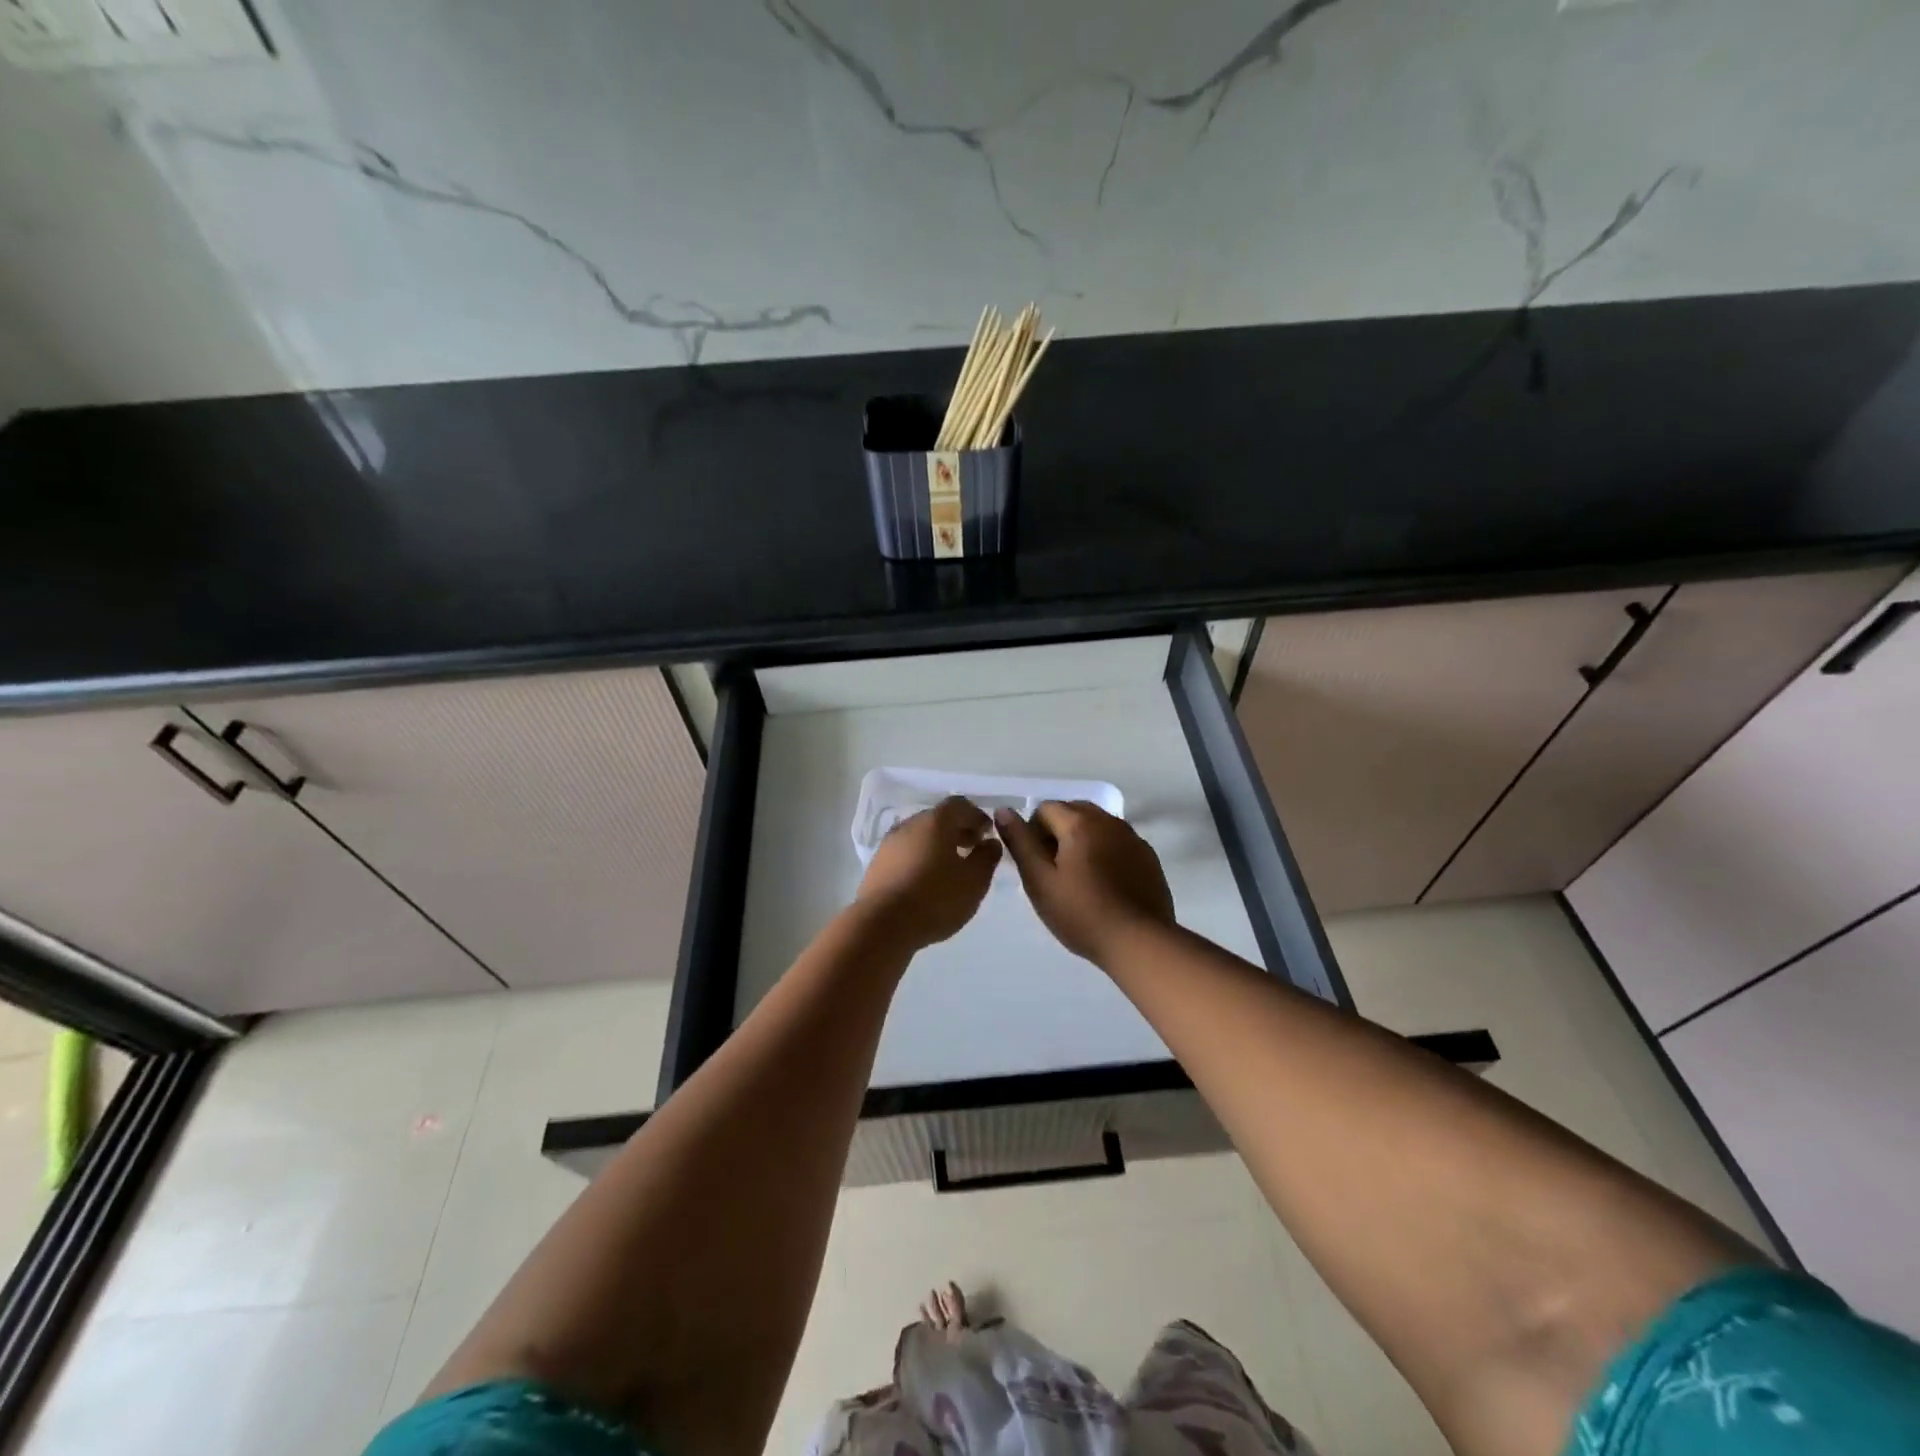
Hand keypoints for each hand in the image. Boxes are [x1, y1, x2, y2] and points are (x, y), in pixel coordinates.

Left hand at [856, 797, 1001, 950]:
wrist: (882, 925)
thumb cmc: (935, 898)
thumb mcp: (974, 881)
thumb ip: (987, 857)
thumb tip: (990, 843)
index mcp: (935, 821)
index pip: (960, 805)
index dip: (977, 817)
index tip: (988, 834)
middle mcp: (909, 824)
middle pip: (938, 819)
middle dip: (958, 830)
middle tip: (972, 850)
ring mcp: (889, 844)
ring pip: (920, 836)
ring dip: (938, 846)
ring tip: (951, 869)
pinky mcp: (877, 865)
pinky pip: (905, 853)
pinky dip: (920, 859)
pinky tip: (927, 882)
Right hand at [994, 801, 1174, 965]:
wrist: (1139, 942)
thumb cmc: (1081, 913)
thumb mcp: (1039, 881)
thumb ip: (1020, 842)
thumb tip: (1003, 810)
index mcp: (1079, 823)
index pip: (1045, 808)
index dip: (1033, 832)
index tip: (1036, 863)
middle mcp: (1108, 820)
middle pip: (1073, 811)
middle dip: (1058, 831)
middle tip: (1053, 870)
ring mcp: (1132, 837)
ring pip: (1098, 825)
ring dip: (1082, 839)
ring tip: (1079, 878)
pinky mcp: (1148, 856)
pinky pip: (1118, 841)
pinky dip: (1105, 851)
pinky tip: (1105, 884)